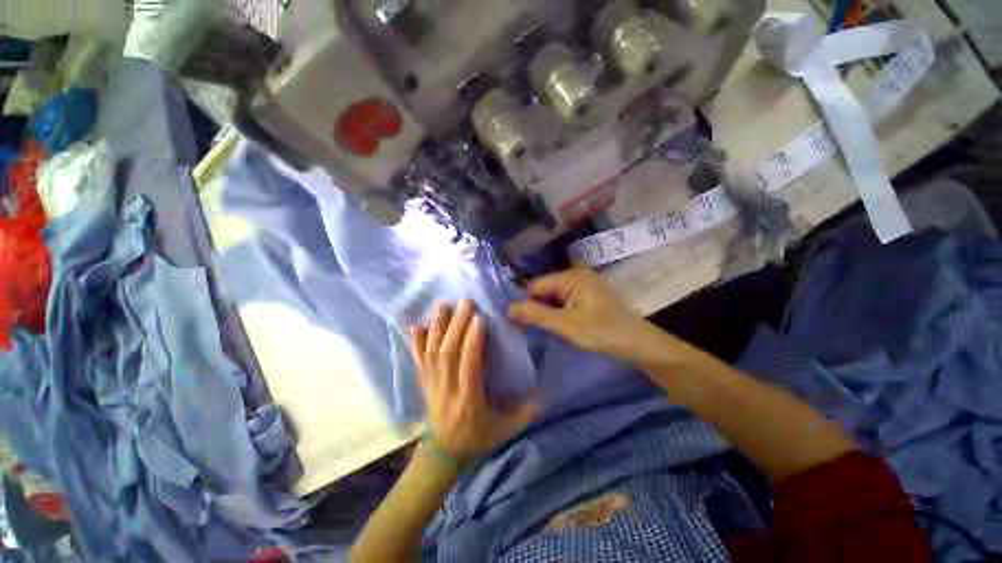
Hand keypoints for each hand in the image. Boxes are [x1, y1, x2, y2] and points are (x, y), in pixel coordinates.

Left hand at [410, 300, 536, 464]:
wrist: (442, 455)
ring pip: (432, 352)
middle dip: (457, 325)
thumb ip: (525, 412)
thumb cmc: (476, 439)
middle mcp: (447, 388)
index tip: (479, 318)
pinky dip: (416, 343)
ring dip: (437, 327)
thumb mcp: (505, 431)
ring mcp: (432, 385)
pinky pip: (418, 361)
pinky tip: (414, 326)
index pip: (470, 364)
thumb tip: (546, 393)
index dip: (474, 341)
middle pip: (449, 352)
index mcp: (469, 398)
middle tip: (465, 302)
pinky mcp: (424, 383)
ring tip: (443, 305)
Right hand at [508, 266, 660, 362]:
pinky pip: (564, 302)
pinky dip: (557, 314)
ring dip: (546, 313)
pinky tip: (558, 327)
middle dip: (536, 308)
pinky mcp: (587, 297)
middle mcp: (575, 276)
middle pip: (544, 290)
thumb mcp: (566, 325)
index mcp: (570, 277)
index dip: (525, 303)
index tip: (517, 325)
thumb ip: (536, 315)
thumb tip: (508, 308)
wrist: (639, 345)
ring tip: (544, 331)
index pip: (535, 285)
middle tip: (530, 331)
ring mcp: (582, 286)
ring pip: (553, 297)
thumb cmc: (602, 332)